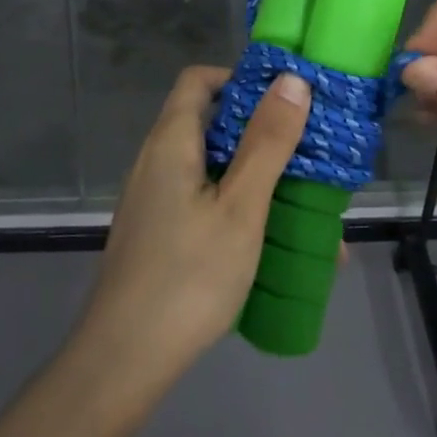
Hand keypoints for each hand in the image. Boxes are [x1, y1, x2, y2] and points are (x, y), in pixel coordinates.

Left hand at [77, 66, 311, 385]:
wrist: (125, 358)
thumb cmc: (189, 275)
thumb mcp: (241, 207)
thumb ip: (267, 143)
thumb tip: (290, 79)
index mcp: (171, 142)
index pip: (199, 80)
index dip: (241, 78)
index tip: (286, 99)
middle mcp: (156, 161)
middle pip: (210, 124)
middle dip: (262, 134)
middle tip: (310, 154)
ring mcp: (154, 199)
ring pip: (212, 168)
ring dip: (257, 177)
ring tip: (306, 205)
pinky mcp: (158, 233)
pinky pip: (203, 201)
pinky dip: (239, 207)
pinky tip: (273, 243)